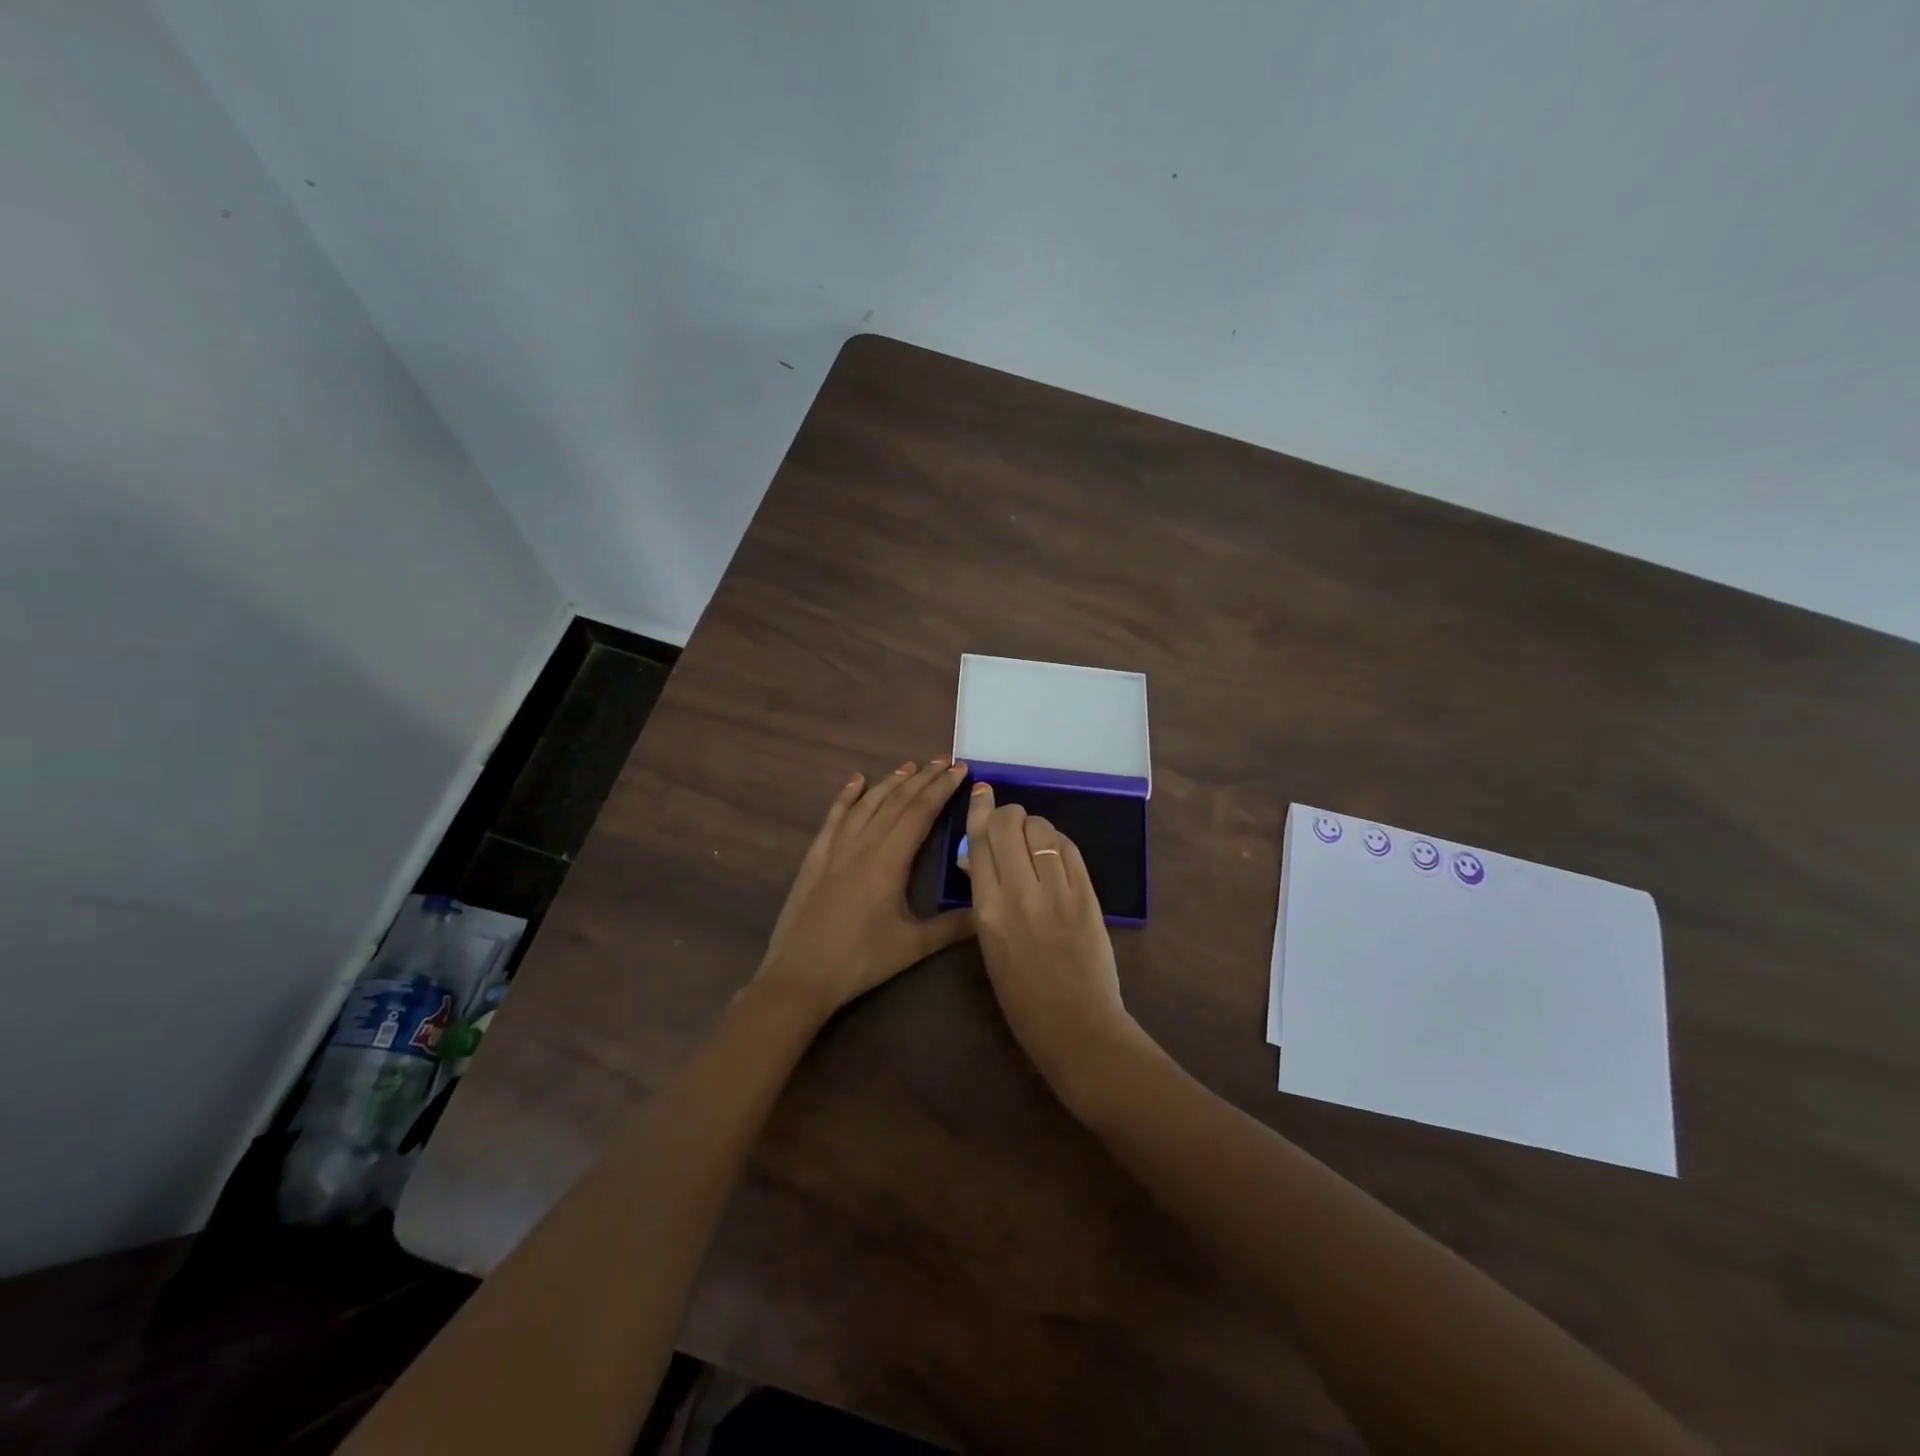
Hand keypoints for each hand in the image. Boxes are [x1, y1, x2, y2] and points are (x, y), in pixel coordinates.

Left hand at [754, 758, 974, 1021]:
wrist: (799, 976)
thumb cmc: (859, 961)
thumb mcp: (912, 947)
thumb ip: (952, 927)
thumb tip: (989, 911)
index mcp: (888, 861)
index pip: (920, 813)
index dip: (941, 789)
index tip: (959, 768)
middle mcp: (862, 845)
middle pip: (895, 802)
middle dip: (922, 779)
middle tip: (942, 760)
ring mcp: (835, 849)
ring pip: (866, 805)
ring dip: (889, 783)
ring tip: (909, 766)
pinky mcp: (815, 858)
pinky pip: (834, 818)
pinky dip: (845, 797)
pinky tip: (855, 781)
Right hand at [961, 782, 1138, 1102]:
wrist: (1076, 1026)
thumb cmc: (1021, 996)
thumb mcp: (988, 944)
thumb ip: (983, 896)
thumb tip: (976, 857)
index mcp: (987, 909)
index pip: (979, 842)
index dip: (979, 810)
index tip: (981, 790)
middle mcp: (1020, 892)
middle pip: (1009, 825)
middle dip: (1006, 813)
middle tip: (1007, 822)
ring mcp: (1057, 892)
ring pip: (1041, 829)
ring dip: (1033, 826)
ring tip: (1032, 840)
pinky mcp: (1087, 895)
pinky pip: (1068, 849)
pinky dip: (1057, 841)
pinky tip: (1053, 850)